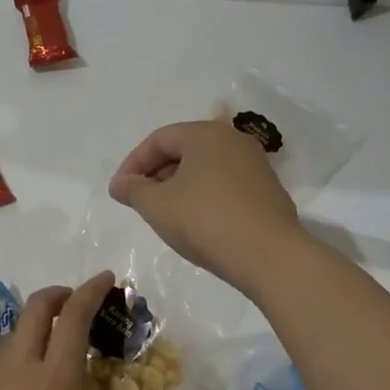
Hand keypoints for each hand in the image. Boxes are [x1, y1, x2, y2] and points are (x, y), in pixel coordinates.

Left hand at [0, 271, 119, 389]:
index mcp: (56, 381)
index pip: (75, 318)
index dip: (91, 291)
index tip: (105, 279)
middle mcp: (20, 370)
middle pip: (36, 309)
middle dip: (58, 296)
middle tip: (74, 304)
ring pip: (14, 337)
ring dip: (35, 331)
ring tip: (50, 353)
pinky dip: (15, 365)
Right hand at [108, 120, 303, 293]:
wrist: (269, 255)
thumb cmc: (205, 221)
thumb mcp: (157, 206)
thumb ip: (132, 190)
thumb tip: (120, 183)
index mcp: (206, 134)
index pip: (159, 139)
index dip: (133, 163)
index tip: (120, 191)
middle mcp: (234, 141)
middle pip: (184, 150)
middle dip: (157, 174)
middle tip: (141, 202)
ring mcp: (255, 166)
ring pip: (206, 169)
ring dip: (180, 187)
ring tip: (167, 215)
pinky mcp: (268, 191)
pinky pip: (225, 186)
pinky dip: (205, 198)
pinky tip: (198, 224)